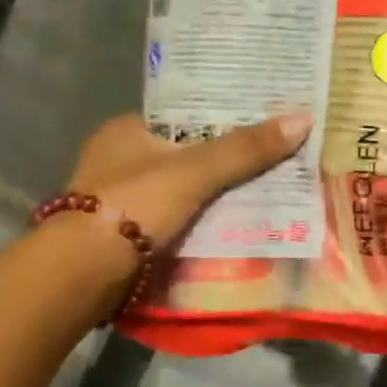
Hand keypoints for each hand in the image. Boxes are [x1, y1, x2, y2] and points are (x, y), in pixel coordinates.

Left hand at [65, 110, 312, 245]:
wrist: (83, 273)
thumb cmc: (133, 204)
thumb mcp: (196, 171)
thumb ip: (246, 148)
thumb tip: (303, 119)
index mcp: (127, 128)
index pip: (185, 113)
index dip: (224, 115)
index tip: (263, 118)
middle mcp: (120, 157)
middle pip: (187, 151)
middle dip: (226, 157)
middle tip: (275, 155)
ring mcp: (121, 198)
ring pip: (184, 186)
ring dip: (217, 191)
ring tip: (269, 187)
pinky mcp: (127, 233)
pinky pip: (178, 216)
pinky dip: (204, 218)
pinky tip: (237, 222)